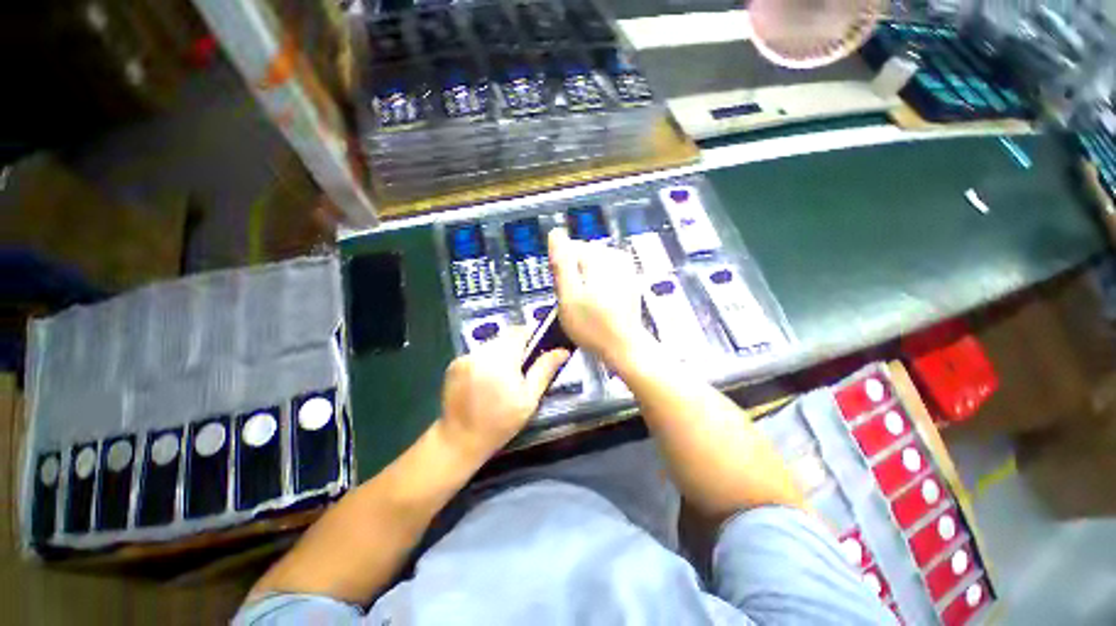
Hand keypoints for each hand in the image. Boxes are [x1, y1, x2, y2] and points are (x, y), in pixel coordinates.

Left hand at [439, 327, 569, 460]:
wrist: (460, 440)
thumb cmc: (501, 421)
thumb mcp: (529, 398)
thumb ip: (544, 369)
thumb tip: (562, 350)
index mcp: (501, 359)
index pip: (520, 331)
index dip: (532, 335)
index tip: (539, 348)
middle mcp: (481, 351)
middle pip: (505, 336)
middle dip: (517, 346)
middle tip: (524, 367)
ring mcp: (465, 356)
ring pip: (492, 343)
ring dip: (502, 352)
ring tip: (506, 375)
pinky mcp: (455, 363)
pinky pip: (478, 352)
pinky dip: (487, 359)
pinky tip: (488, 378)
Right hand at [548, 229, 651, 368]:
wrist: (624, 346)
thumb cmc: (592, 325)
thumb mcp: (568, 295)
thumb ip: (561, 263)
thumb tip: (555, 234)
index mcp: (598, 258)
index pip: (569, 247)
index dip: (560, 267)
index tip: (560, 287)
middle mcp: (614, 256)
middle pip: (582, 255)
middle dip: (573, 272)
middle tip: (572, 298)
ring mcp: (625, 268)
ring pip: (592, 265)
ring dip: (584, 278)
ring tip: (584, 302)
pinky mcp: (629, 279)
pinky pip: (604, 274)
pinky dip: (597, 284)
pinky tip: (596, 300)